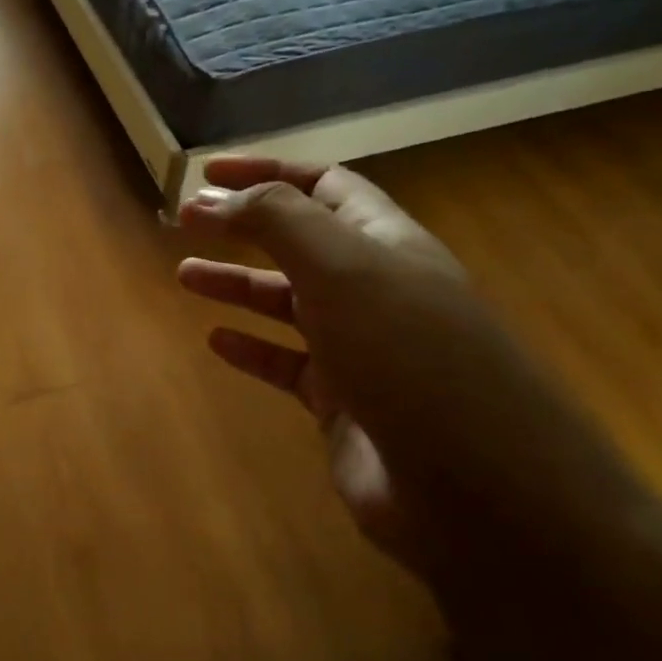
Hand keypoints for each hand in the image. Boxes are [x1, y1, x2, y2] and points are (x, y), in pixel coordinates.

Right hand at [176, 156, 465, 566]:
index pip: (321, 186)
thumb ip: (277, 220)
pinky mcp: (343, 405)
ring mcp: (360, 349)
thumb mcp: (342, 267)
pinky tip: (217, 342)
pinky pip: (287, 365)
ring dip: (237, 283)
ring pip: (286, 303)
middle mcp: (374, 289)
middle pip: (299, 242)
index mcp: (384, 242)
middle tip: (183, 222)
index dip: (265, 171)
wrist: (478, 489)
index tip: (206, 173)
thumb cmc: (409, 355)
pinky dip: (251, 349)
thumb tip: (213, 196)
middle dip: (242, 225)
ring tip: (185, 275)